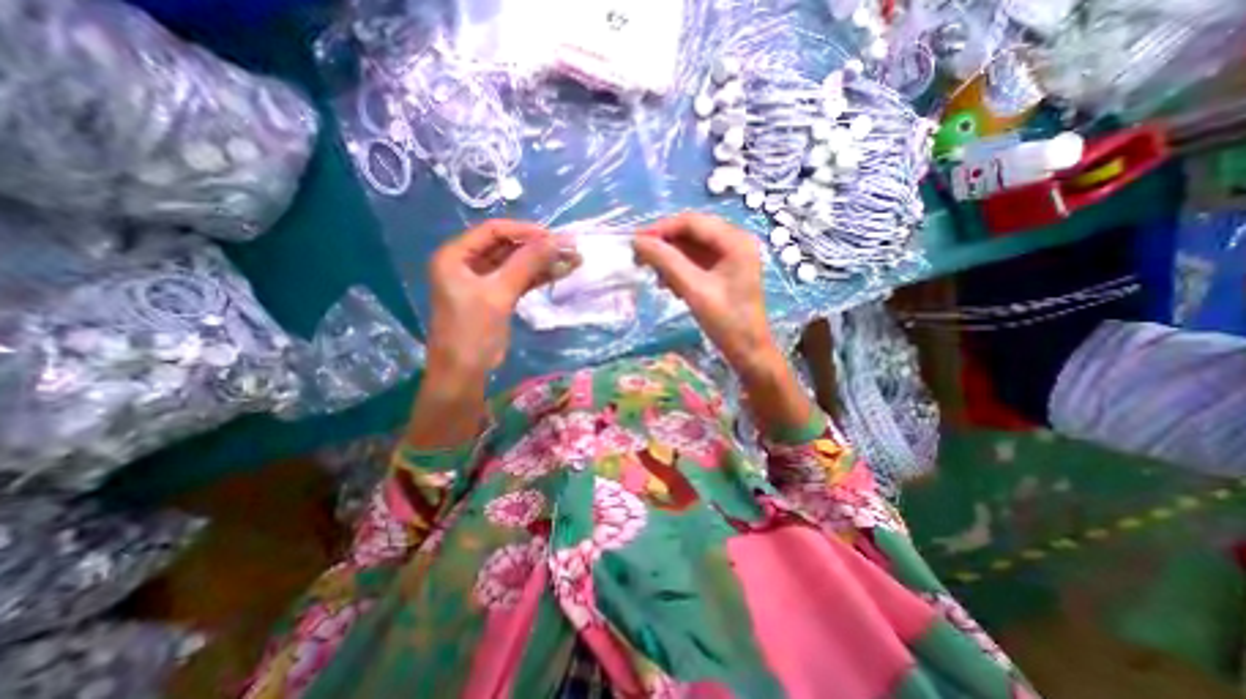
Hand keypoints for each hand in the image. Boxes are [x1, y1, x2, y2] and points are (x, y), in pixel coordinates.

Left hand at [422, 219, 567, 377]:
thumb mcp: (498, 293)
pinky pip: (520, 280)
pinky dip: (538, 277)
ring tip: (573, 260)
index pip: (493, 231)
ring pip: (517, 264)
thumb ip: (526, 263)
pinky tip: (560, 273)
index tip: (554, 237)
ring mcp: (483, 281)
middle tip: (569, 248)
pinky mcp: (497, 296)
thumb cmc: (472, 331)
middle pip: (507, 246)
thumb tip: (557, 239)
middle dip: (539, 247)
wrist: (464, 373)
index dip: (524, 231)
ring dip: (543, 262)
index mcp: (456, 255)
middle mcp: (468, 263)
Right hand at [633, 212, 774, 375]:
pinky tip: (671, 286)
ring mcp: (730, 255)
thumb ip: (666, 262)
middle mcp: (734, 241)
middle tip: (640, 261)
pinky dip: (679, 270)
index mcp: (735, 241)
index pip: (692, 222)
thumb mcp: (694, 290)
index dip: (661, 229)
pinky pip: (695, 260)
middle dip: (665, 245)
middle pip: (691, 232)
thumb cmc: (727, 322)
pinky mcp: (723, 270)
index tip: (635, 243)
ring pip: (691, 247)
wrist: (748, 351)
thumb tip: (637, 242)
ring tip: (658, 281)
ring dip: (670, 260)